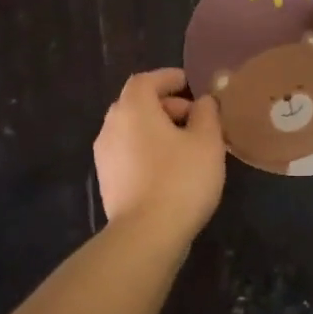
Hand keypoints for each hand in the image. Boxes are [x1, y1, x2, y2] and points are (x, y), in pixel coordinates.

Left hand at [93, 69, 224, 238]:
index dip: (168, 78)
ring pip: (132, 130)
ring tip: (187, 146)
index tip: (189, 84)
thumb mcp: (207, 141)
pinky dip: (148, 150)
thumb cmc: (181, 179)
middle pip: (137, 104)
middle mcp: (112, 126)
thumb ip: (207, 114)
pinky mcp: (107, 181)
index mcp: (133, 109)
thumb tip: (202, 102)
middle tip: (195, 118)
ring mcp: (105, 156)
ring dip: (157, 129)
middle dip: (166, 105)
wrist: (146, 235)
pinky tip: (171, 169)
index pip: (146, 80)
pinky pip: (129, 152)